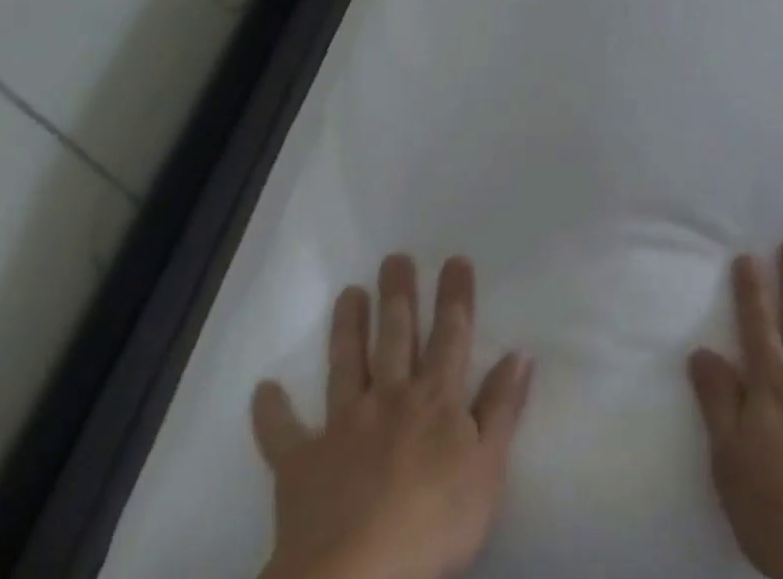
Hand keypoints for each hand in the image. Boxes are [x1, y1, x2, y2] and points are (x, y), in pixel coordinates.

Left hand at [253, 254, 533, 578]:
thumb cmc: (434, 525)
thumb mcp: (487, 469)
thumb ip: (501, 408)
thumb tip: (519, 353)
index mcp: (435, 399)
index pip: (450, 335)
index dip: (454, 296)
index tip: (454, 260)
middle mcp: (390, 398)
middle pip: (395, 336)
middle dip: (397, 294)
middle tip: (394, 257)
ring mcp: (343, 427)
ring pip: (346, 366)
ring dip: (347, 328)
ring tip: (348, 293)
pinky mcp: (301, 465)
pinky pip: (282, 435)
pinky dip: (272, 412)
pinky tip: (263, 389)